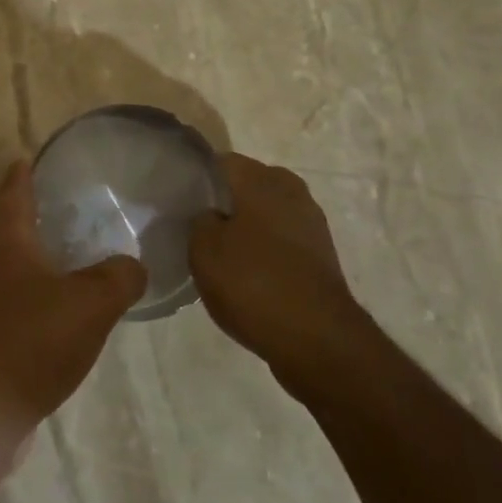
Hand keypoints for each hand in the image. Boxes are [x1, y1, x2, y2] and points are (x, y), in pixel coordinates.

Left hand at [0, 161, 146, 440]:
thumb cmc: (31, 341)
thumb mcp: (91, 303)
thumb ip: (120, 276)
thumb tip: (133, 264)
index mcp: (5, 240)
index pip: (13, 189)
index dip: (25, 171)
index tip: (35, 156)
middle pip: (5, 220)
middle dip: (28, 207)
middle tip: (62, 199)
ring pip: (7, 258)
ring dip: (32, 248)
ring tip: (67, 247)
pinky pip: (11, 291)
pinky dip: (33, 284)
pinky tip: (59, 300)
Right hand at [190, 154, 362, 395]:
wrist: (318, 340)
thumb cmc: (254, 284)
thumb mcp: (204, 251)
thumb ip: (199, 221)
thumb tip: (209, 216)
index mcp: (261, 180)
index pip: (221, 162)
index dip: (198, 177)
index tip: (180, 198)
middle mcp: (291, 191)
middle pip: (247, 185)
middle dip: (224, 201)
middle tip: (198, 226)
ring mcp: (311, 223)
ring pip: (267, 212)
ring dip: (247, 226)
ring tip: (221, 253)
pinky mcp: (321, 254)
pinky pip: (283, 239)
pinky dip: (266, 249)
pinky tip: (248, 273)